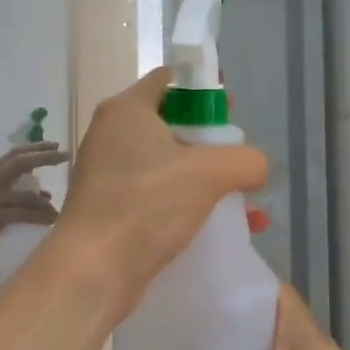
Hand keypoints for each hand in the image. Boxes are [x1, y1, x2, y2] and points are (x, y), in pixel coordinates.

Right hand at [0, 142, 67, 250]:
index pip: (15, 153)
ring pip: (26, 195)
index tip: (58, 146)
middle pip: (20, 163)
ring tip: (58, 210)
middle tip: (65, 156)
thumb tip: (47, 194)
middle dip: (45, 158)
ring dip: (46, 203)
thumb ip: (18, 191)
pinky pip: (23, 214)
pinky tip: (51, 220)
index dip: (37, 148)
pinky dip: (39, 217)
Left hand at [56, 70, 268, 300]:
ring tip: (242, 202)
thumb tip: (255, 168)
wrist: (94, 270)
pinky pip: (158, 197)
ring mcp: (109, 174)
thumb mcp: (210, 172)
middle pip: (171, 124)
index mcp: (127, 110)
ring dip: (205, 180)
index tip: (231, 110)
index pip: (169, 80)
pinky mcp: (112, 210)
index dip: (203, 89)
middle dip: (211, 141)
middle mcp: (112, 135)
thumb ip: (245, 160)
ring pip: (168, 165)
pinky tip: (219, 227)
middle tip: (238, 158)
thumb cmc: (147, 204)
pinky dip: (187, 205)